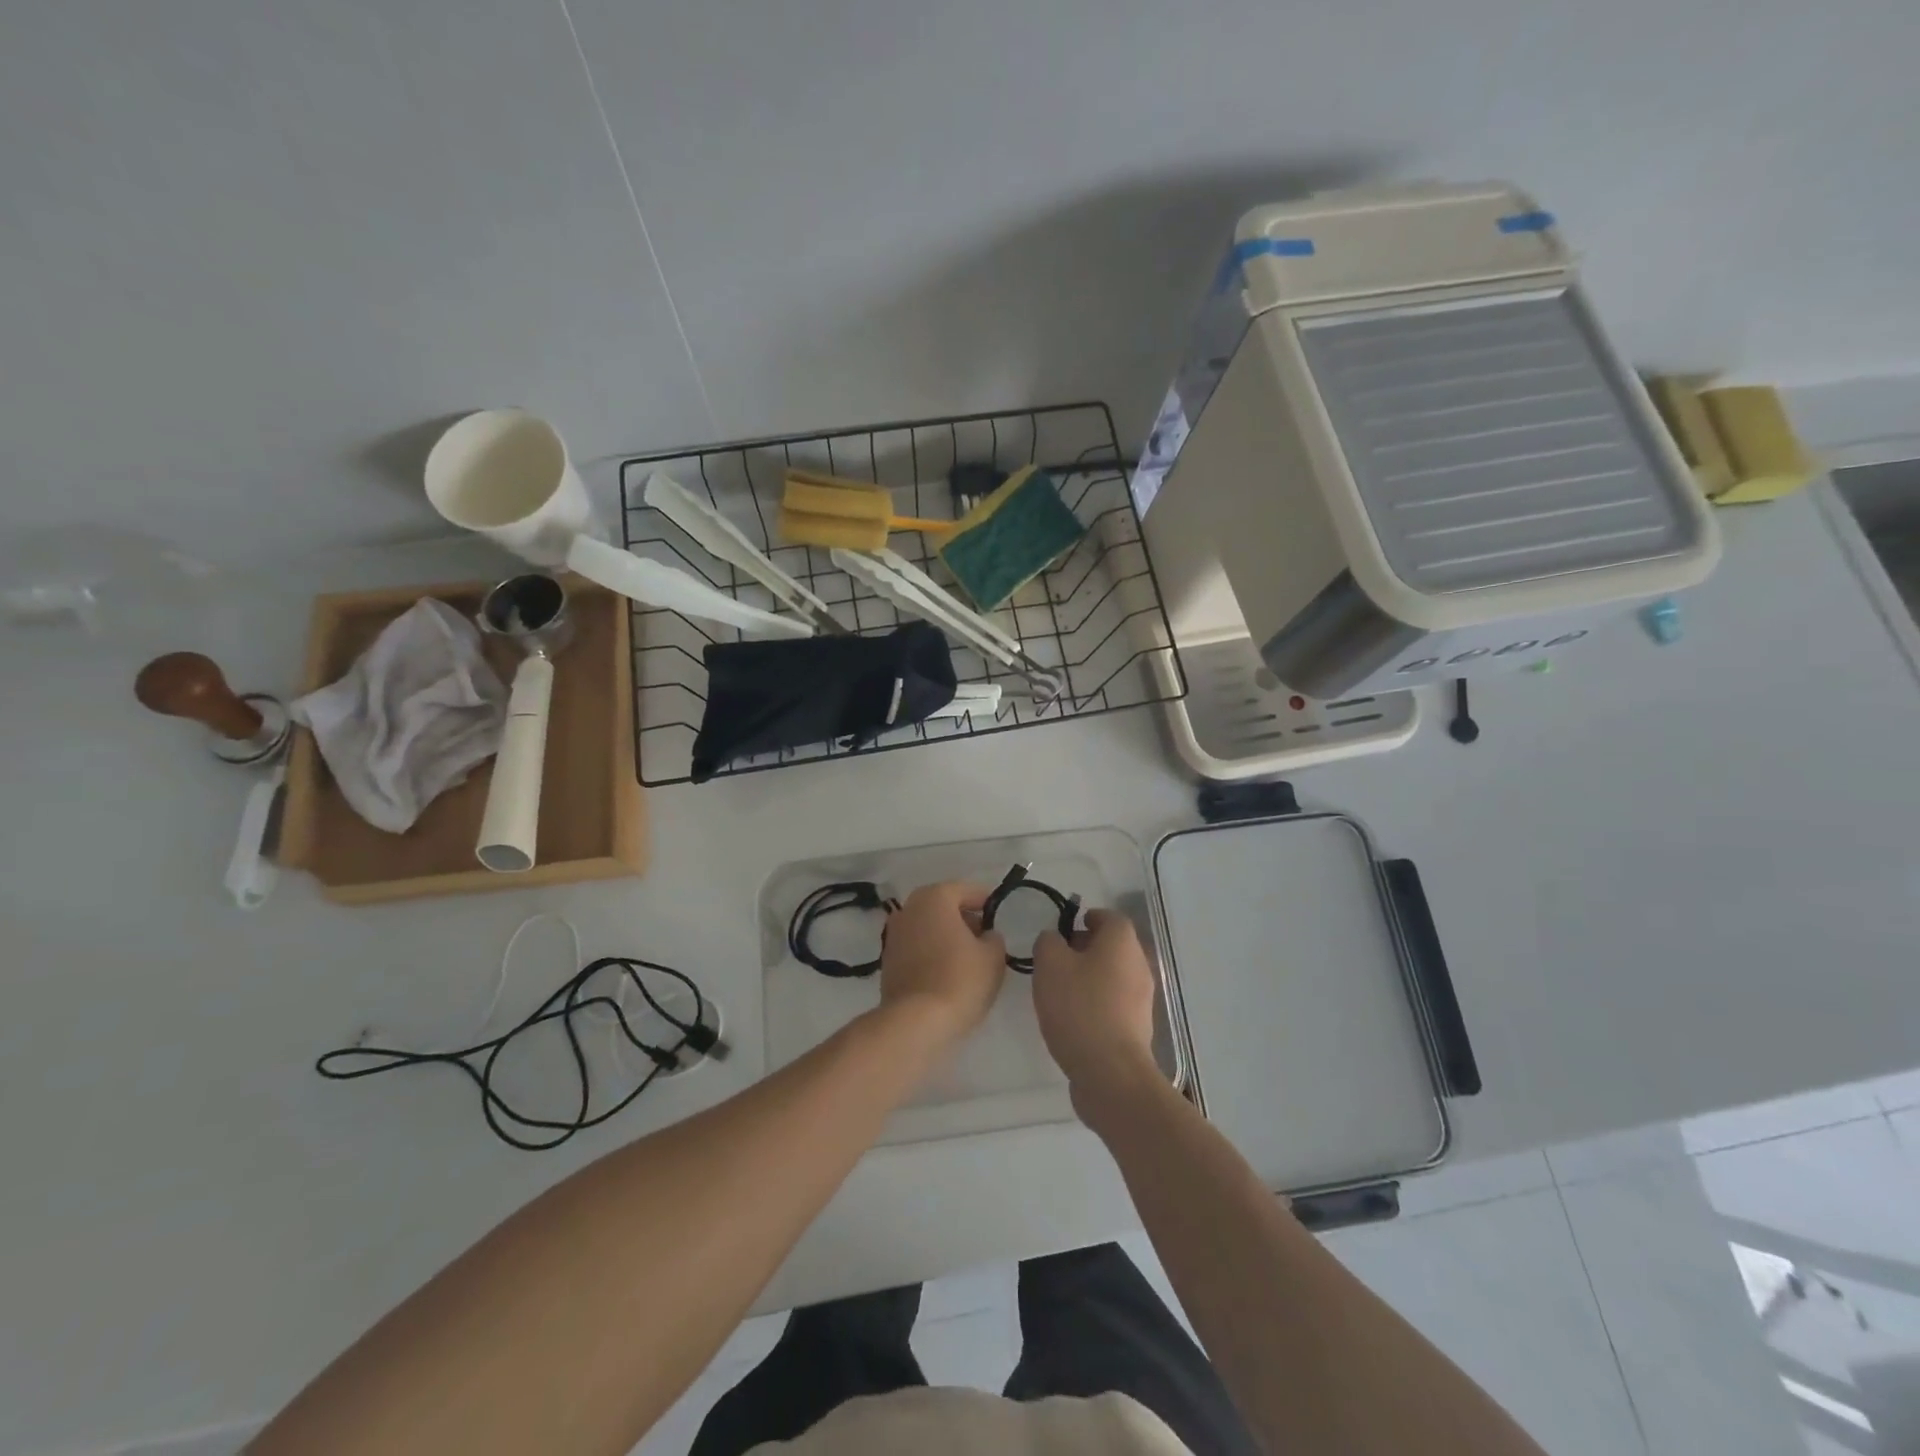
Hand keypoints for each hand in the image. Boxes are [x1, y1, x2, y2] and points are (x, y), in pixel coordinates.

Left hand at [880, 881, 1006, 1043]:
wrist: (916, 1021)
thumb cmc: (960, 979)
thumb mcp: (993, 957)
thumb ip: (993, 938)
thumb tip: (985, 936)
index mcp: (935, 897)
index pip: (967, 890)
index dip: (987, 903)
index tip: (999, 917)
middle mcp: (909, 908)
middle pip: (944, 907)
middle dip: (965, 919)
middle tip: (985, 939)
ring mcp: (894, 934)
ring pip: (929, 927)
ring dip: (947, 937)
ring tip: (968, 960)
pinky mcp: (888, 961)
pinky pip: (917, 948)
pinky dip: (932, 953)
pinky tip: (947, 974)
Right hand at [1032, 910, 1161, 1122]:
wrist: (1110, 1072)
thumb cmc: (1079, 1007)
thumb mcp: (1050, 965)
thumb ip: (1048, 942)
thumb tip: (1055, 940)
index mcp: (1122, 942)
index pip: (1109, 917)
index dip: (1087, 918)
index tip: (1065, 928)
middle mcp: (1139, 964)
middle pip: (1114, 946)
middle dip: (1086, 947)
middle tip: (1057, 958)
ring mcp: (1143, 998)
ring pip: (1115, 975)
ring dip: (1091, 976)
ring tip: (1060, 989)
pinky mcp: (1138, 1027)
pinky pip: (1116, 1002)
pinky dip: (1098, 1001)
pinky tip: (1074, 1017)